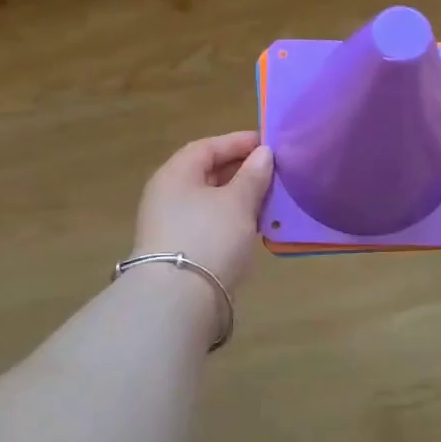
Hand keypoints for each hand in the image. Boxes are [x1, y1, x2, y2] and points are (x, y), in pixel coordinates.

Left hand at [133, 132, 273, 291]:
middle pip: (206, 173)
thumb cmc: (209, 237)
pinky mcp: (180, 250)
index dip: (238, 142)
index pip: (207, 147)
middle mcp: (167, 194)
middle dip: (240, 170)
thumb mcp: (238, 202)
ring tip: (269, 197)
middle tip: (273, 171)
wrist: (178, 299)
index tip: (269, 144)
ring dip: (238, 196)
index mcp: (175, 174)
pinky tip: (254, 225)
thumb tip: (263, 154)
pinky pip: (209, 223)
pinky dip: (232, 219)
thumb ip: (253, 175)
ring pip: (209, 200)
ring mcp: (171, 224)